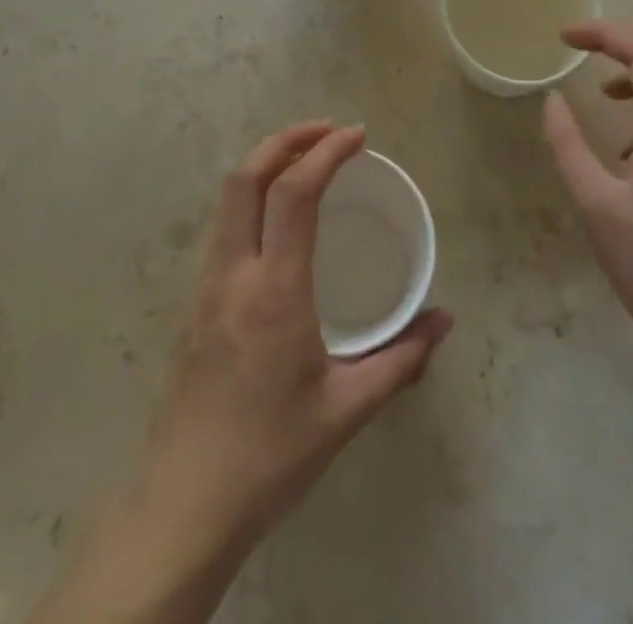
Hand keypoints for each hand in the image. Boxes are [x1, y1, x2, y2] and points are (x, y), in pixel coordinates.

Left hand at [136, 122, 453, 554]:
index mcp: (275, 290)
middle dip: (285, 139)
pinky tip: (275, 216)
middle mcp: (234, 272)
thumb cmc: (272, 453)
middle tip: (326, 131)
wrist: (187, 501)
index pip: (294, 194)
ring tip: (303, 160)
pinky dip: (250, 196)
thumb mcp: (346, 410)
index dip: (326, 153)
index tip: (356, 135)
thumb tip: (444, 320)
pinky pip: (223, 226)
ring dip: (264, 164)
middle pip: (247, 176)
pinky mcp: (195, 300)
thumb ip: (401, 359)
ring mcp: (206, 283)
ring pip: (228, 198)